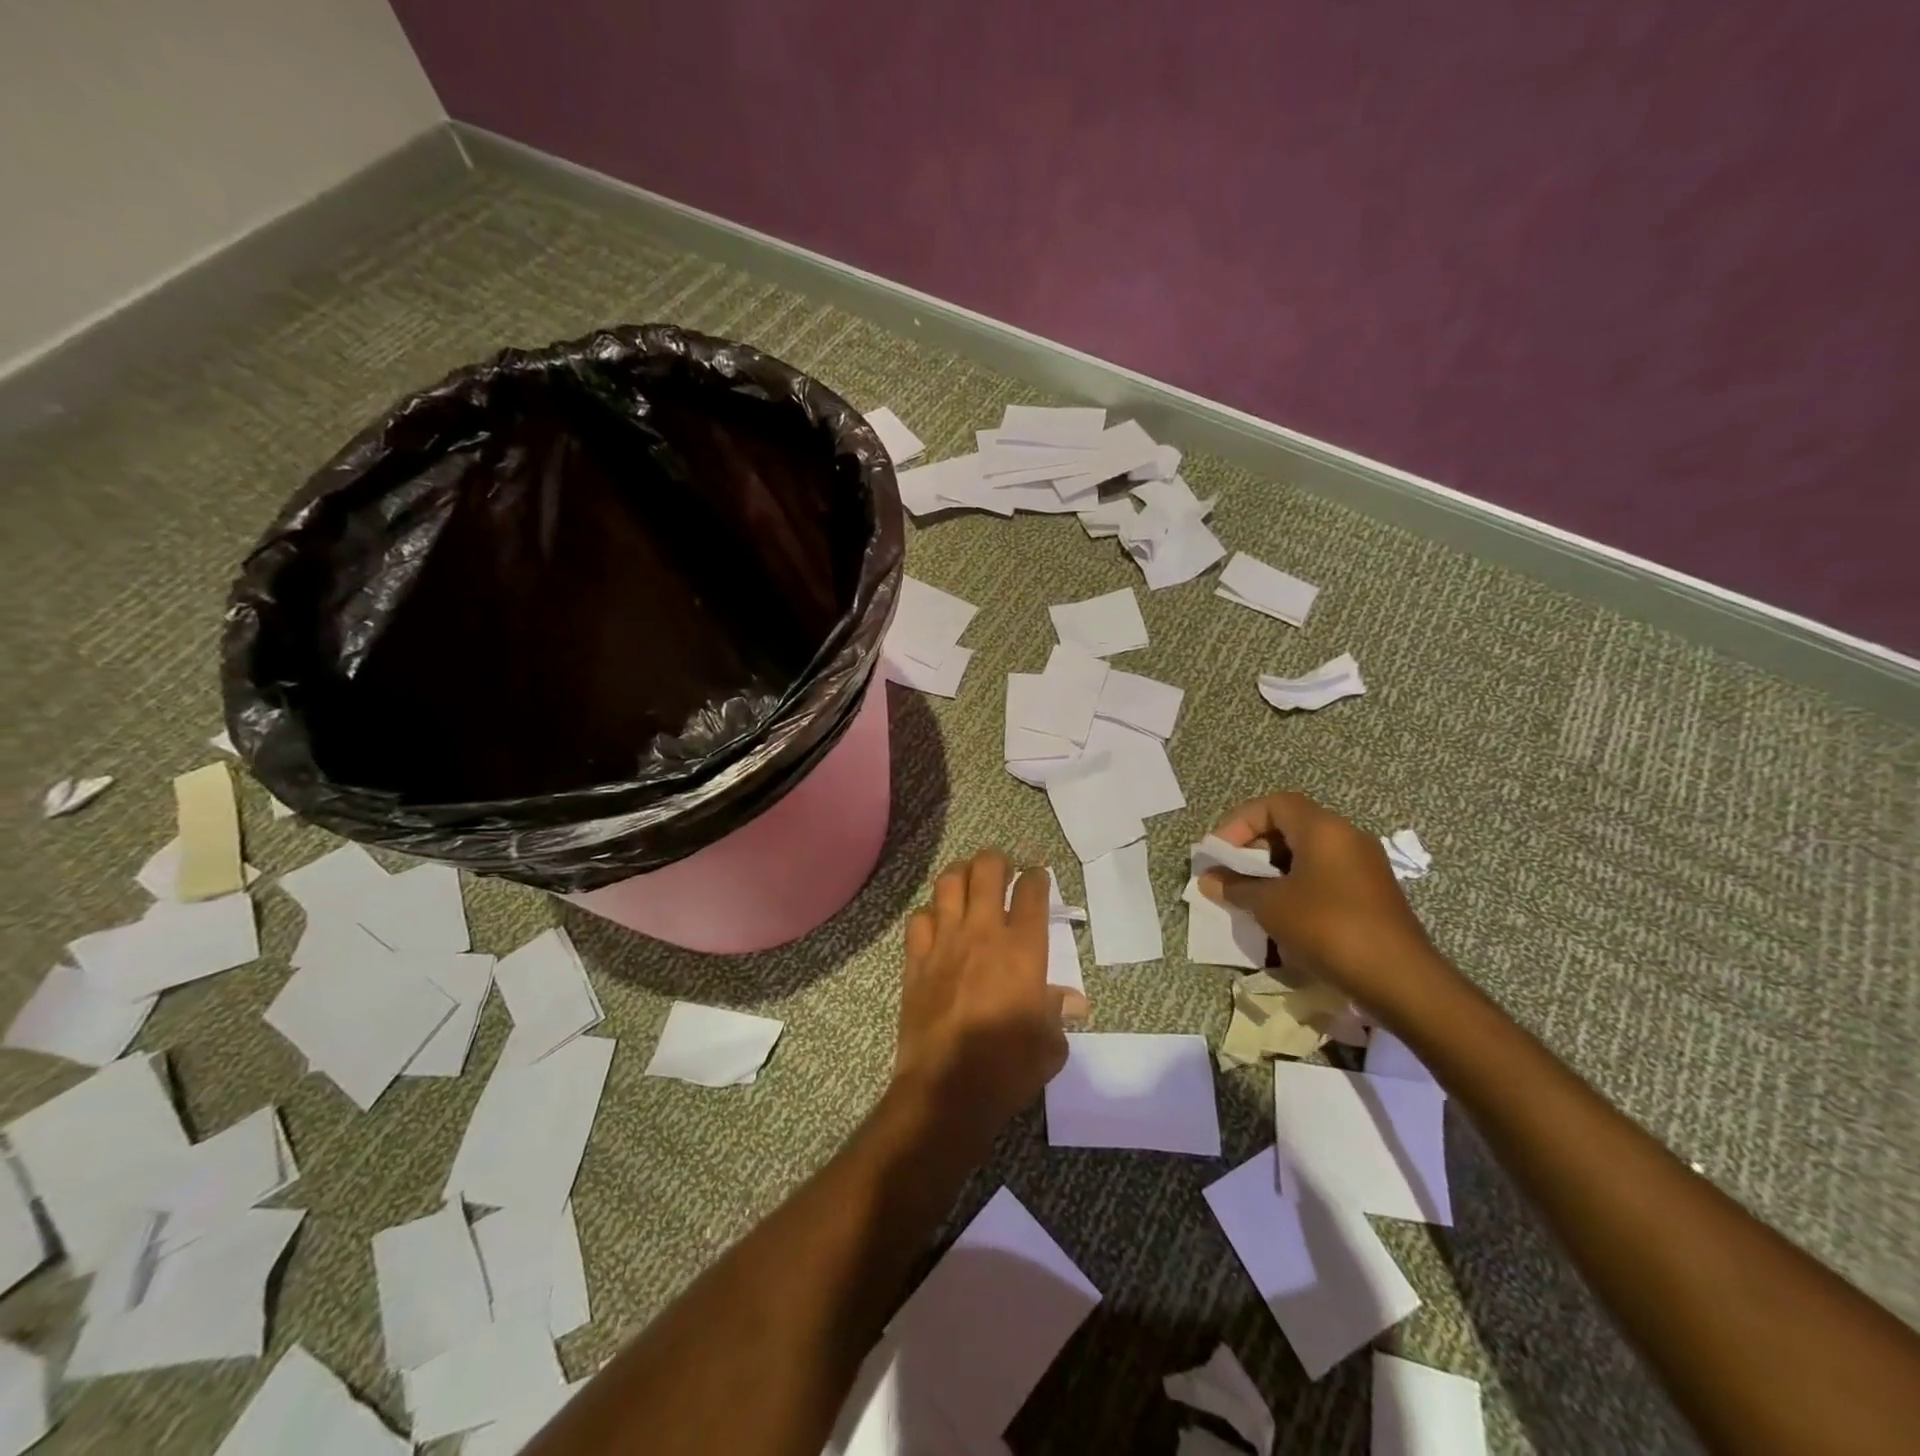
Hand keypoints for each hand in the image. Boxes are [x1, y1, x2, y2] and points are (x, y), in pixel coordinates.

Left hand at [892, 850, 1084, 1154]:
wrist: (948, 1089)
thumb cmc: (1009, 1067)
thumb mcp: (1050, 1044)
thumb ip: (1058, 1013)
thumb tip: (1072, 1002)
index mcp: (1023, 949)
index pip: (1032, 892)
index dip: (1037, 876)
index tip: (1038, 876)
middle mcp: (983, 933)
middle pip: (987, 870)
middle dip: (997, 861)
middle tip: (1003, 870)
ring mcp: (945, 943)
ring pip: (948, 883)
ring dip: (961, 874)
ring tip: (968, 881)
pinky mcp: (916, 960)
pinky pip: (919, 919)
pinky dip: (930, 913)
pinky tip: (937, 923)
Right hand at [1199, 792, 1447, 1015]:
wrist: (1399, 979)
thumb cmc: (1327, 928)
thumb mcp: (1271, 906)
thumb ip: (1236, 887)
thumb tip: (1208, 879)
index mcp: (1323, 828)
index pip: (1273, 804)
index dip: (1239, 822)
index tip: (1219, 851)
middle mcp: (1347, 837)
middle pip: (1290, 825)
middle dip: (1254, 846)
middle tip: (1230, 873)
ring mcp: (1363, 865)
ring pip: (1307, 852)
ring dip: (1273, 869)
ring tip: (1250, 895)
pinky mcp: (1371, 893)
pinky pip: (1324, 874)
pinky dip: (1296, 885)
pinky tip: (1282, 914)